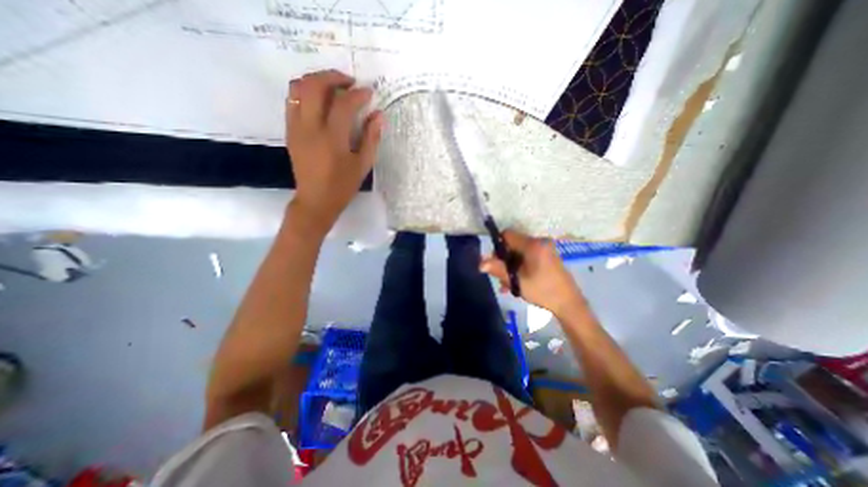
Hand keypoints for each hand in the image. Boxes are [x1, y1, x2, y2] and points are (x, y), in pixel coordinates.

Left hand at [286, 69, 381, 233]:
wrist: (315, 201)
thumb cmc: (342, 186)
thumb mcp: (363, 165)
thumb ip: (371, 138)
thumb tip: (379, 115)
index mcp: (332, 138)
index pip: (344, 103)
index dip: (358, 94)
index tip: (368, 93)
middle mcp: (310, 127)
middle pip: (315, 85)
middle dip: (334, 76)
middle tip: (350, 82)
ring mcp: (296, 127)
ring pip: (298, 87)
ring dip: (316, 80)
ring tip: (334, 87)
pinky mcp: (289, 131)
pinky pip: (292, 100)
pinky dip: (306, 92)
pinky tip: (321, 102)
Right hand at [483, 230, 582, 316]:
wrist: (569, 304)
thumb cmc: (542, 291)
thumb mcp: (517, 281)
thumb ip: (498, 269)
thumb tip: (480, 263)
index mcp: (533, 245)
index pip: (507, 235)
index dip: (498, 246)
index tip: (496, 262)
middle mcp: (540, 242)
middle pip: (513, 244)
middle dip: (504, 260)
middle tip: (501, 277)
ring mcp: (546, 249)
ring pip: (519, 252)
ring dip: (511, 266)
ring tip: (508, 284)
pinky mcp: (548, 256)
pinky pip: (528, 256)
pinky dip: (521, 266)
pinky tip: (518, 282)